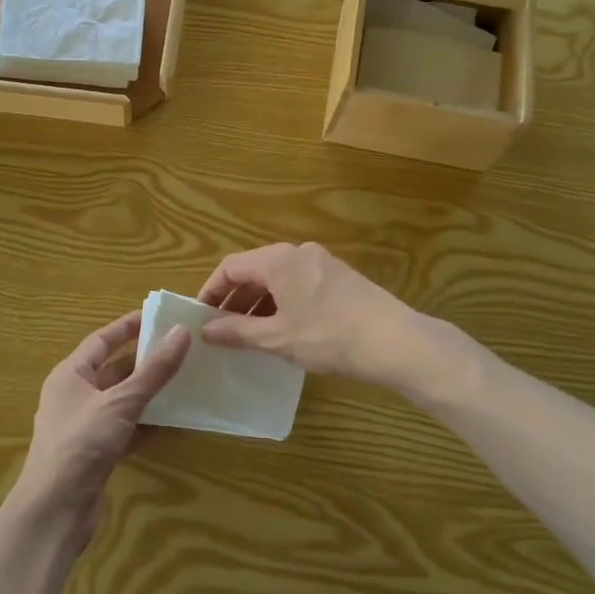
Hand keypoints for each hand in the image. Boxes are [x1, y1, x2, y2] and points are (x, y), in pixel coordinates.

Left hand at [14, 311, 191, 547]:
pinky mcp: (95, 453)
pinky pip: (125, 428)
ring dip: (149, 392)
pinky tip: (173, 421)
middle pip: (113, 370)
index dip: (128, 327)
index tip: (158, 316)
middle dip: (144, 360)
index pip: (102, 340)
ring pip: (121, 400)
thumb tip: (181, 333)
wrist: (54, 512)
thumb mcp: (120, 402)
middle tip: (180, 348)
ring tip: (184, 380)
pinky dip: (146, 423)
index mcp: (70, 375)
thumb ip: (153, 370)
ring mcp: (84, 426)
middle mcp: (74, 396)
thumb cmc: (81, 444)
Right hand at [197, 242, 427, 386]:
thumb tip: (206, 329)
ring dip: (258, 304)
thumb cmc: (327, 336)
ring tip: (250, 336)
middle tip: (222, 330)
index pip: (231, 267)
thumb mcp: (276, 338)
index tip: (201, 318)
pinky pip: (299, 284)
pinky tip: (283, 331)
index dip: (211, 291)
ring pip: (278, 279)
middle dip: (235, 299)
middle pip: (255, 270)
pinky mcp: (341, 278)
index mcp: (278, 260)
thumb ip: (237, 331)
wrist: (393, 341)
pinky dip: (282, 303)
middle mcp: (298, 253)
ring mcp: (322, 263)